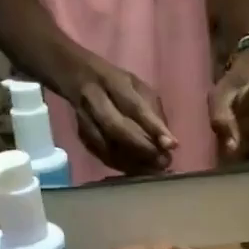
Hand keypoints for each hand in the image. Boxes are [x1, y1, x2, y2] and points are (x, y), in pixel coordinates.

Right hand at [60, 53, 177, 174]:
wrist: (77, 78)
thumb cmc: (117, 85)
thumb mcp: (138, 88)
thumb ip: (153, 112)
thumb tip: (168, 144)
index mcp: (113, 82)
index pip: (135, 106)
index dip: (154, 127)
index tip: (172, 145)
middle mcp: (95, 100)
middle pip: (117, 128)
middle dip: (142, 148)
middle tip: (163, 162)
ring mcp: (84, 119)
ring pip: (108, 146)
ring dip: (133, 162)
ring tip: (154, 170)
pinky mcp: (81, 136)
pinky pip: (102, 156)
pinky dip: (122, 166)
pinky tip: (137, 170)